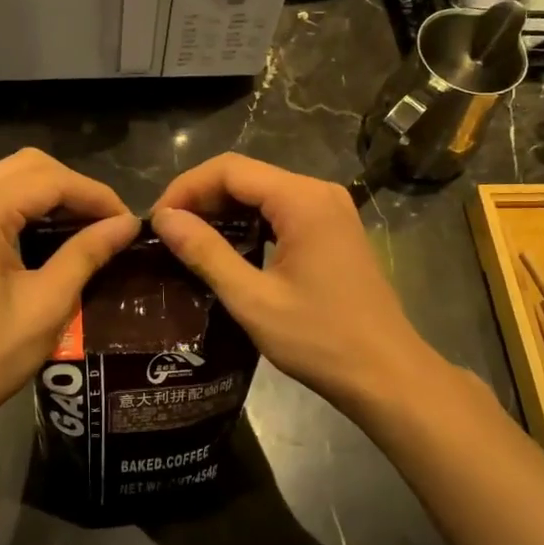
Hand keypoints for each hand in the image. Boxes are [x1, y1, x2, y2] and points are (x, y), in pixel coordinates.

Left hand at [0, 149, 138, 449]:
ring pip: (9, 178)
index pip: (49, 179)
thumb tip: (128, 223)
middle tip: (109, 224)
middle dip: (74, 188)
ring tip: (88, 227)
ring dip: (51, 195)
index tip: (128, 222)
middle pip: (27, 166)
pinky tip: (51, 234)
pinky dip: (26, 207)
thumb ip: (87, 253)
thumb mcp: (47, 304)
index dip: (95, 195)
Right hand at [151, 154, 441, 415]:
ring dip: (223, 210)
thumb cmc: (319, 340)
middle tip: (167, 232)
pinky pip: (281, 210)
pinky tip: (227, 247)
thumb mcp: (253, 299)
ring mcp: (331, 210)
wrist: (386, 375)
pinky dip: (249, 222)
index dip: (186, 188)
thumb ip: (206, 253)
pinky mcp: (333, 229)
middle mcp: (319, 192)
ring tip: (188, 240)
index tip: (156, 221)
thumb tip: (164, 219)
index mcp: (302, 200)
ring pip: (263, 192)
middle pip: (246, 175)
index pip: (230, 169)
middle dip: (202, 197)